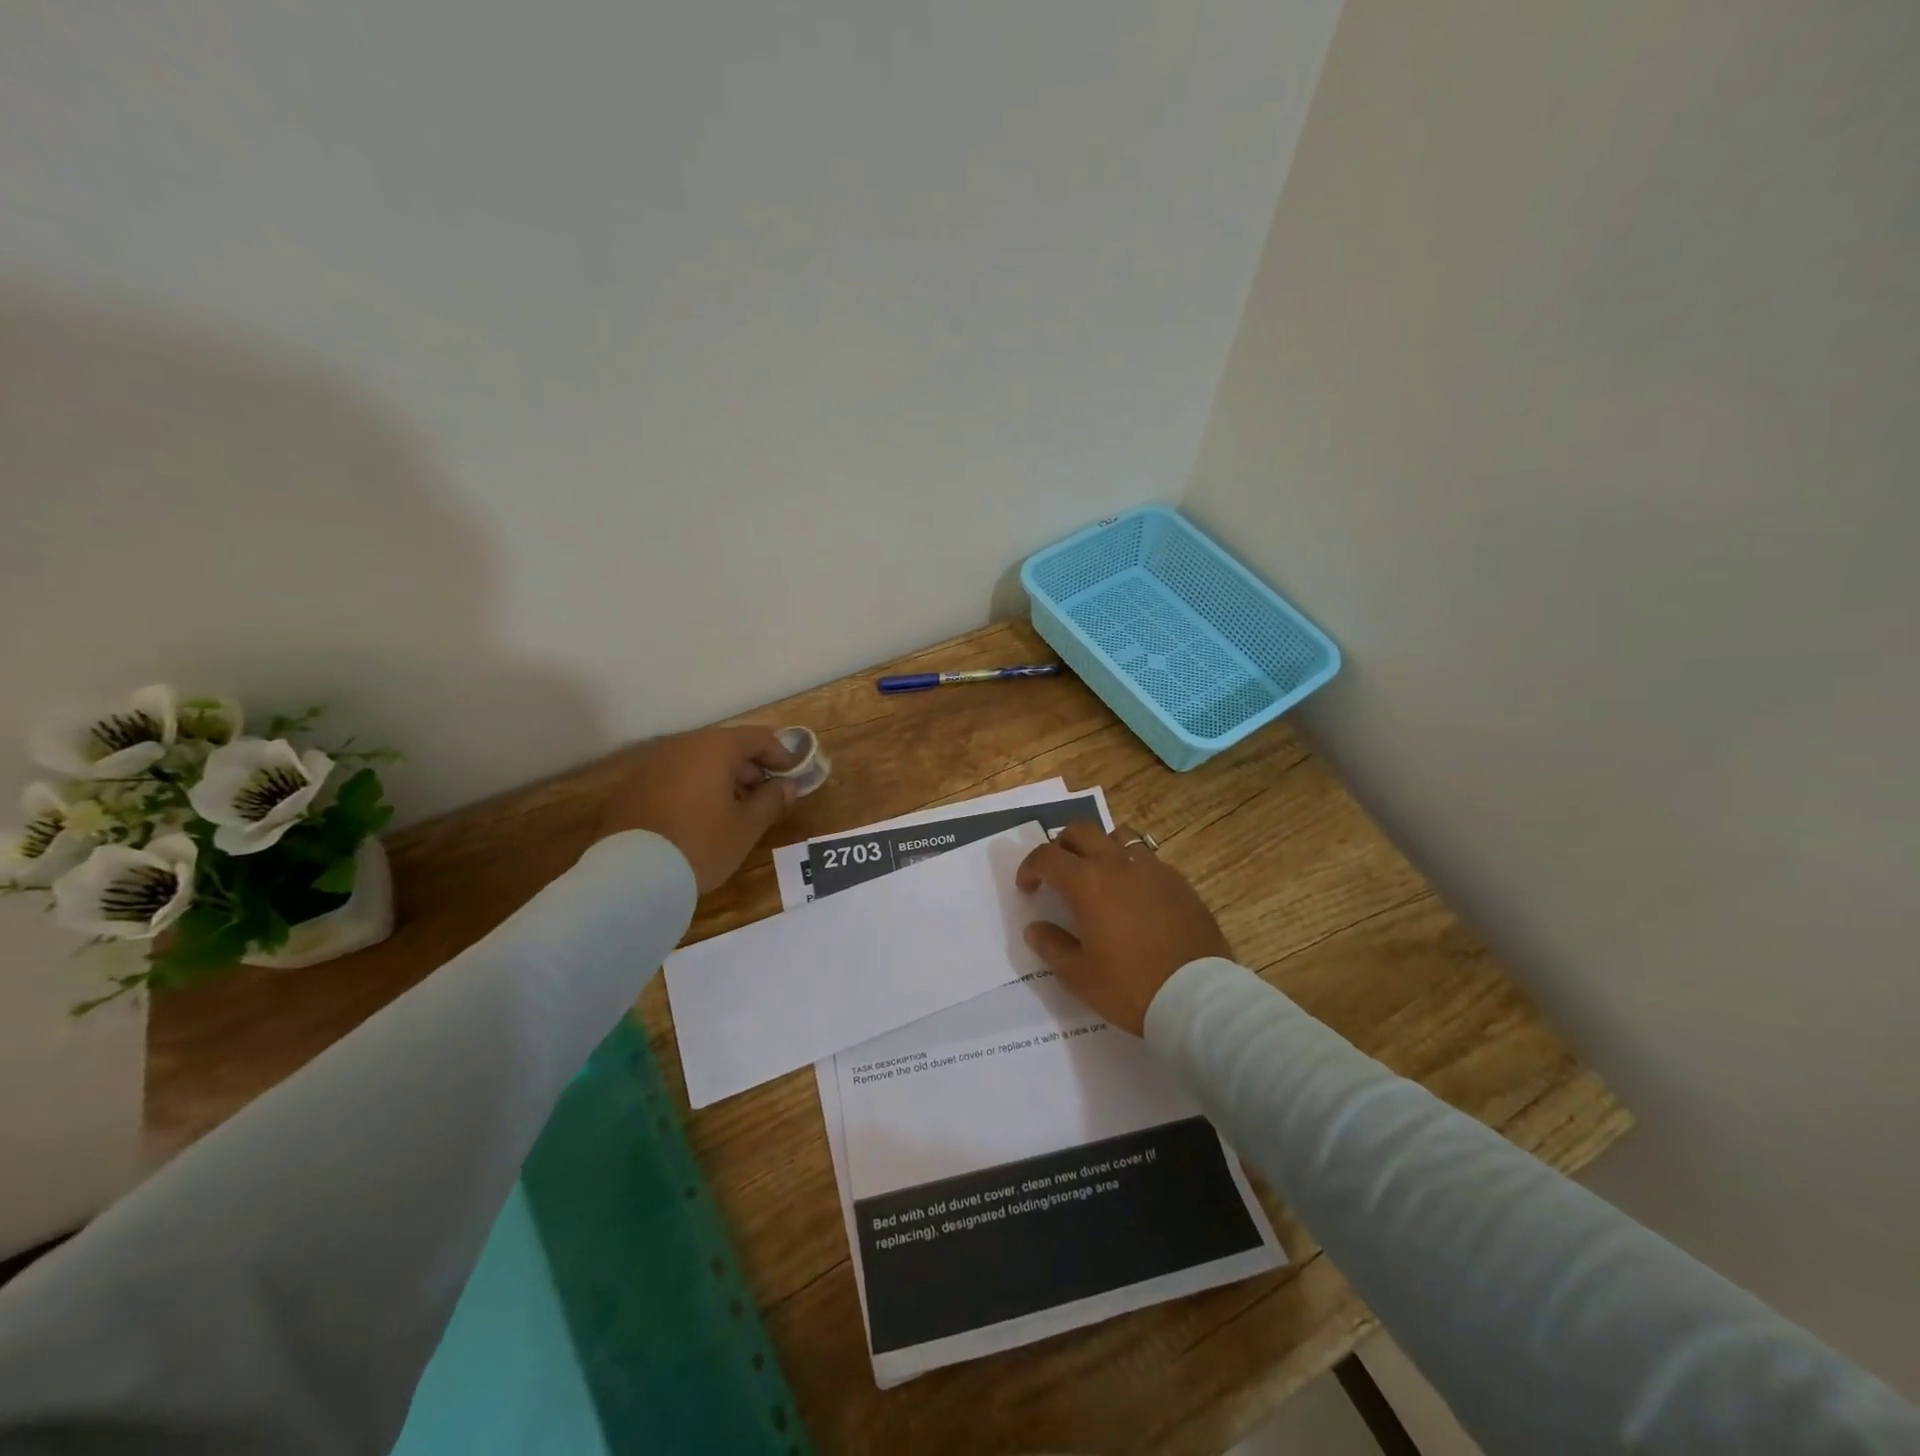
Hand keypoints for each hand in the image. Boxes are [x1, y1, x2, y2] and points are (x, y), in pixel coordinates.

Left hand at [600, 727, 802, 892]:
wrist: (632, 876)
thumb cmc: (702, 844)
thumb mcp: (747, 826)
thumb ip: (772, 800)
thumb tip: (787, 786)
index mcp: (714, 747)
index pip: (758, 737)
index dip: (781, 755)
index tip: (794, 777)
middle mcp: (681, 745)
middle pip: (726, 746)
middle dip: (749, 768)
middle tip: (765, 797)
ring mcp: (652, 764)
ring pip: (697, 761)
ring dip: (720, 778)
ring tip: (733, 811)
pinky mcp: (632, 786)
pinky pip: (674, 777)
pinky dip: (693, 788)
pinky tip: (699, 818)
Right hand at [1015, 823, 1230, 1034]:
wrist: (1197, 996)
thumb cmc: (1130, 986)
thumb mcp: (1079, 975)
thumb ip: (1052, 946)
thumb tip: (1035, 928)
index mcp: (1087, 882)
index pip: (1047, 856)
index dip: (1030, 867)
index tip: (1027, 887)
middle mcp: (1117, 864)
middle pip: (1081, 831)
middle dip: (1062, 846)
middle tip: (1058, 872)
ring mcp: (1152, 869)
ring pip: (1117, 837)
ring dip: (1099, 848)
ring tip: (1097, 875)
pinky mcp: (1178, 881)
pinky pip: (1146, 859)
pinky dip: (1130, 866)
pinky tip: (1133, 895)